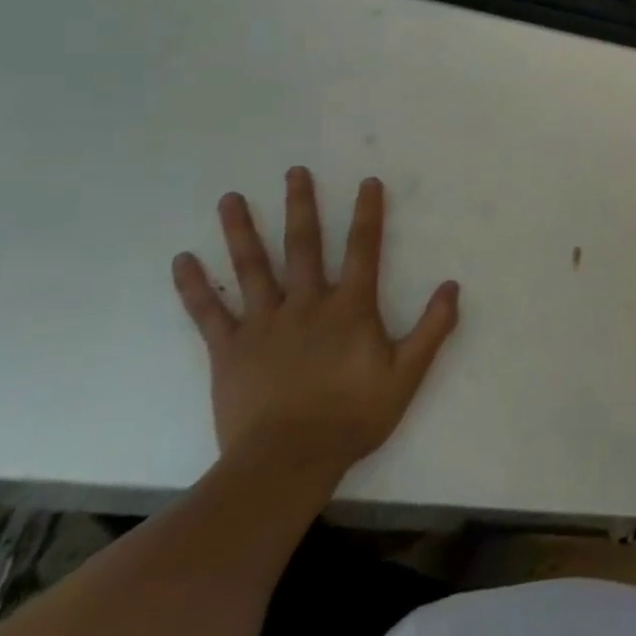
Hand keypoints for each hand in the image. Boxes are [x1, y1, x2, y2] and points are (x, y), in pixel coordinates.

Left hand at [172, 168, 458, 484]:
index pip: (364, 249)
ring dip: (241, 230)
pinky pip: (208, 313)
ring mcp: (263, 324)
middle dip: (301, 205)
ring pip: (252, 268)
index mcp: (349, 308)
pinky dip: (194, 286)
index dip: (368, 213)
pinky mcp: (229, 350)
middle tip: (294, 172)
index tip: (367, 182)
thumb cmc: (352, 416)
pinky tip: (182, 260)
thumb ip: (432, 328)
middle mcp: (306, 304)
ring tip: (230, 198)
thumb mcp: (407, 374)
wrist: (286, 463)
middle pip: (303, 245)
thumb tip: (453, 286)